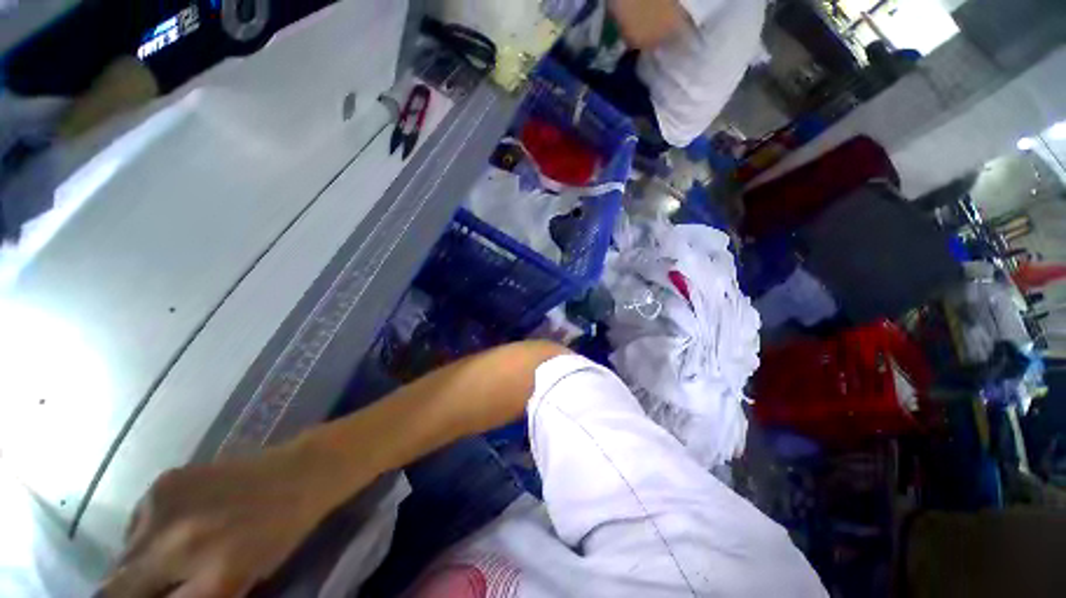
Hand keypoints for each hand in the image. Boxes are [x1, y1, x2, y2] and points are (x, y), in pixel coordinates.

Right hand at [97, 441, 369, 597]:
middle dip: (131, 590)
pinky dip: (148, 531)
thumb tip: (155, 596)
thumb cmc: (280, 533)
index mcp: (212, 580)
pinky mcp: (165, 481)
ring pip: (124, 553)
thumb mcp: (241, 582)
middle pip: (118, 586)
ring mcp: (168, 509)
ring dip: (139, 561)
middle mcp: (179, 545)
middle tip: (155, 583)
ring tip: (172, 551)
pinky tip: (179, 522)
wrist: (302, 473)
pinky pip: (136, 522)